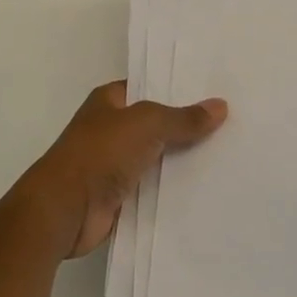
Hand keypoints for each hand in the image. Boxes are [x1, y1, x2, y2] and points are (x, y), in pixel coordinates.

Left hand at [9, 82, 227, 260]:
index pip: (149, 86)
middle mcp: (111, 128)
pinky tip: (207, 185)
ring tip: (228, 153)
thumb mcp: (147, 124)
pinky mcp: (121, 195)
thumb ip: (184, 118)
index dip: (178, 88)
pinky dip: (175, 188)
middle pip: (157, 123)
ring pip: (158, 156)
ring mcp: (115, 163)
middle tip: (231, 122)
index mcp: (109, 101)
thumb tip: (220, 106)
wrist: (65, 210)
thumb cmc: (100, 153)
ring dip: (184, 159)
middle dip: (187, 124)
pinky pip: (155, 187)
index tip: (214, 90)